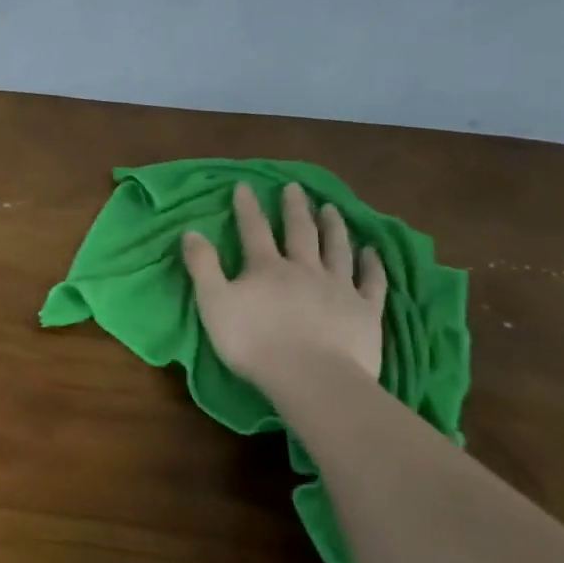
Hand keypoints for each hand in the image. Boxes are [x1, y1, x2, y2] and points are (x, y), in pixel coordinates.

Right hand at [182, 181, 386, 391]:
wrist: (311, 376)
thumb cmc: (254, 342)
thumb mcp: (213, 303)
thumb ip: (203, 266)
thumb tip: (191, 231)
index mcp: (266, 268)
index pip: (254, 230)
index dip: (248, 207)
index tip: (245, 185)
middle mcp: (304, 269)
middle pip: (300, 232)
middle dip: (295, 208)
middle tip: (295, 188)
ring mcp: (339, 287)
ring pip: (337, 248)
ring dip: (333, 226)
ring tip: (331, 208)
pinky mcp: (365, 310)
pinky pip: (371, 281)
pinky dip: (371, 264)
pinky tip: (372, 252)